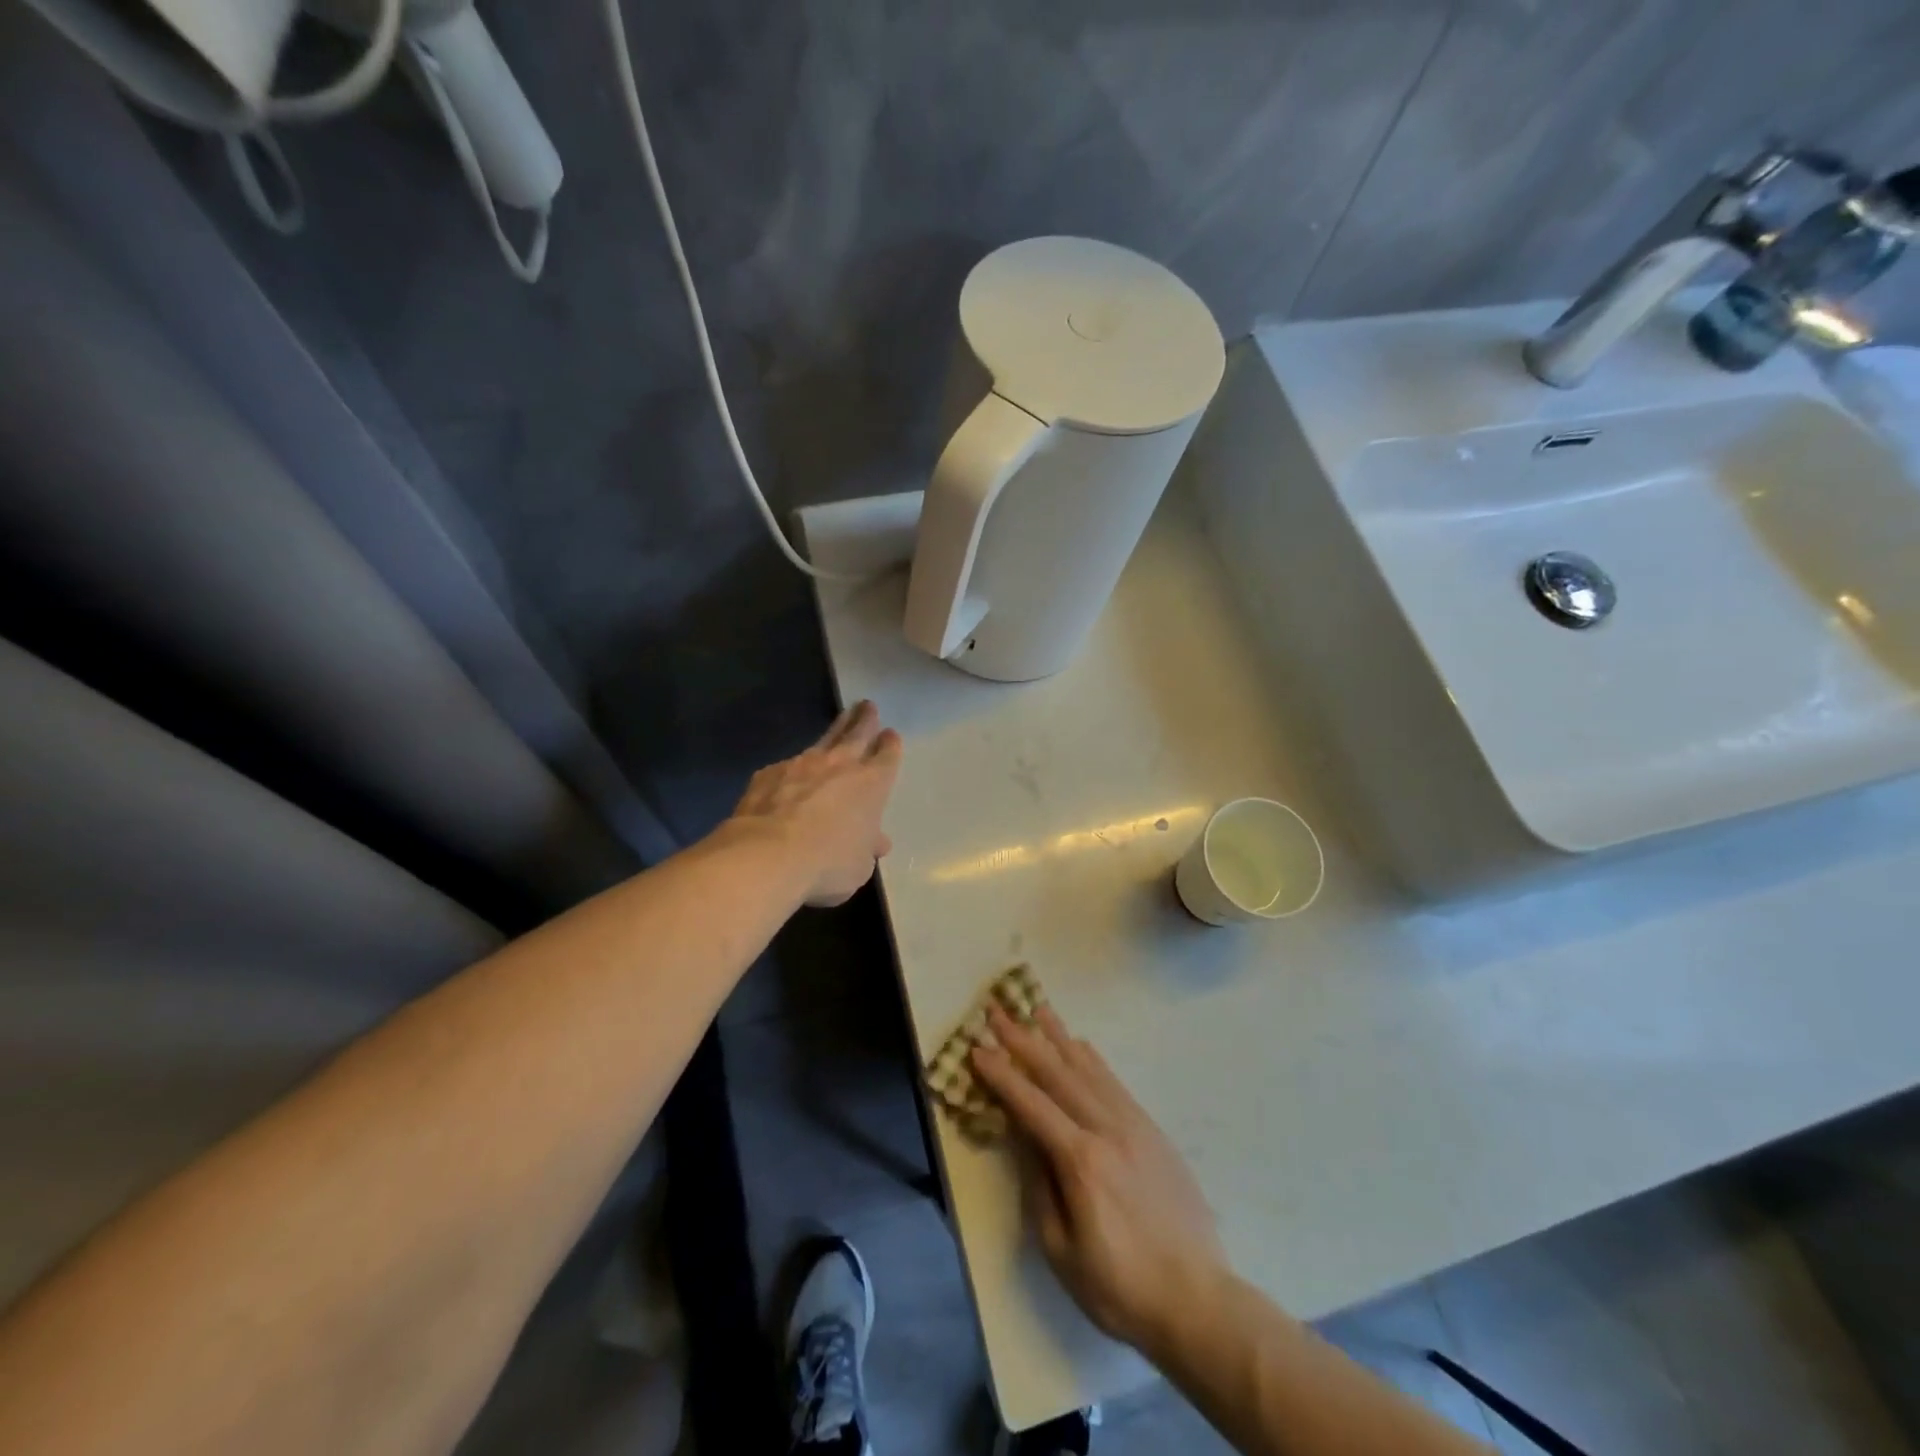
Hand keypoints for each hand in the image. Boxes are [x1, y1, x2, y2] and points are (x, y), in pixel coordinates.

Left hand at [730, 700, 902, 906]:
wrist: (768, 855)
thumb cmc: (827, 863)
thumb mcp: (859, 865)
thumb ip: (867, 848)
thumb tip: (875, 842)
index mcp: (871, 784)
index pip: (887, 756)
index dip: (890, 745)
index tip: (890, 735)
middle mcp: (840, 765)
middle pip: (857, 733)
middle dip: (865, 719)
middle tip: (868, 705)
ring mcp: (801, 764)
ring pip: (824, 740)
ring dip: (835, 729)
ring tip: (841, 718)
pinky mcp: (769, 773)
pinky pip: (787, 765)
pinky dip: (794, 766)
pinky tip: (790, 772)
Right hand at [972, 1004, 1228, 1356]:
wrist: (1198, 1301)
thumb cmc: (1120, 1287)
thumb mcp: (1062, 1250)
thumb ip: (1039, 1186)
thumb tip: (1024, 1138)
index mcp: (1081, 1160)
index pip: (1031, 1105)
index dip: (1002, 1075)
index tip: (977, 1047)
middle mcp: (1107, 1129)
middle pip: (1058, 1073)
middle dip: (1023, 1040)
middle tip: (998, 1011)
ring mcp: (1134, 1125)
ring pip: (1089, 1069)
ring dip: (1059, 1037)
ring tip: (1037, 1010)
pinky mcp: (1152, 1131)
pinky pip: (1115, 1083)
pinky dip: (1093, 1059)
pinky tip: (1081, 1045)